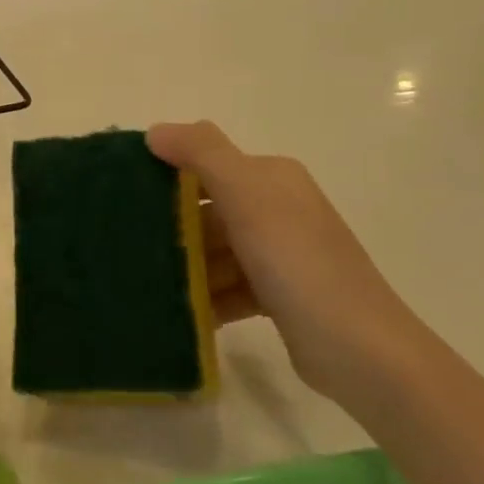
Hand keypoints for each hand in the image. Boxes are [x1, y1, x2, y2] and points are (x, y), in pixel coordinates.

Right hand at [149, 121, 428, 402]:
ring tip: (143, 282)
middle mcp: (277, 208)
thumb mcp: (249, 197)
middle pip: (207, 209)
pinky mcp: (278, 295)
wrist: (361, 352)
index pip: (206, 163)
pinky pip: (227, 286)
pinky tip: (178, 312)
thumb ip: (202, 154)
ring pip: (215, 251)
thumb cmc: (298, 264)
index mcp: (271, 178)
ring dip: (184, 266)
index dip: (165, 175)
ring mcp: (280, 254)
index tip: (122, 197)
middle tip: (125, 246)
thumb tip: (155, 131)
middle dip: (170, 227)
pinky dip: (205, 296)